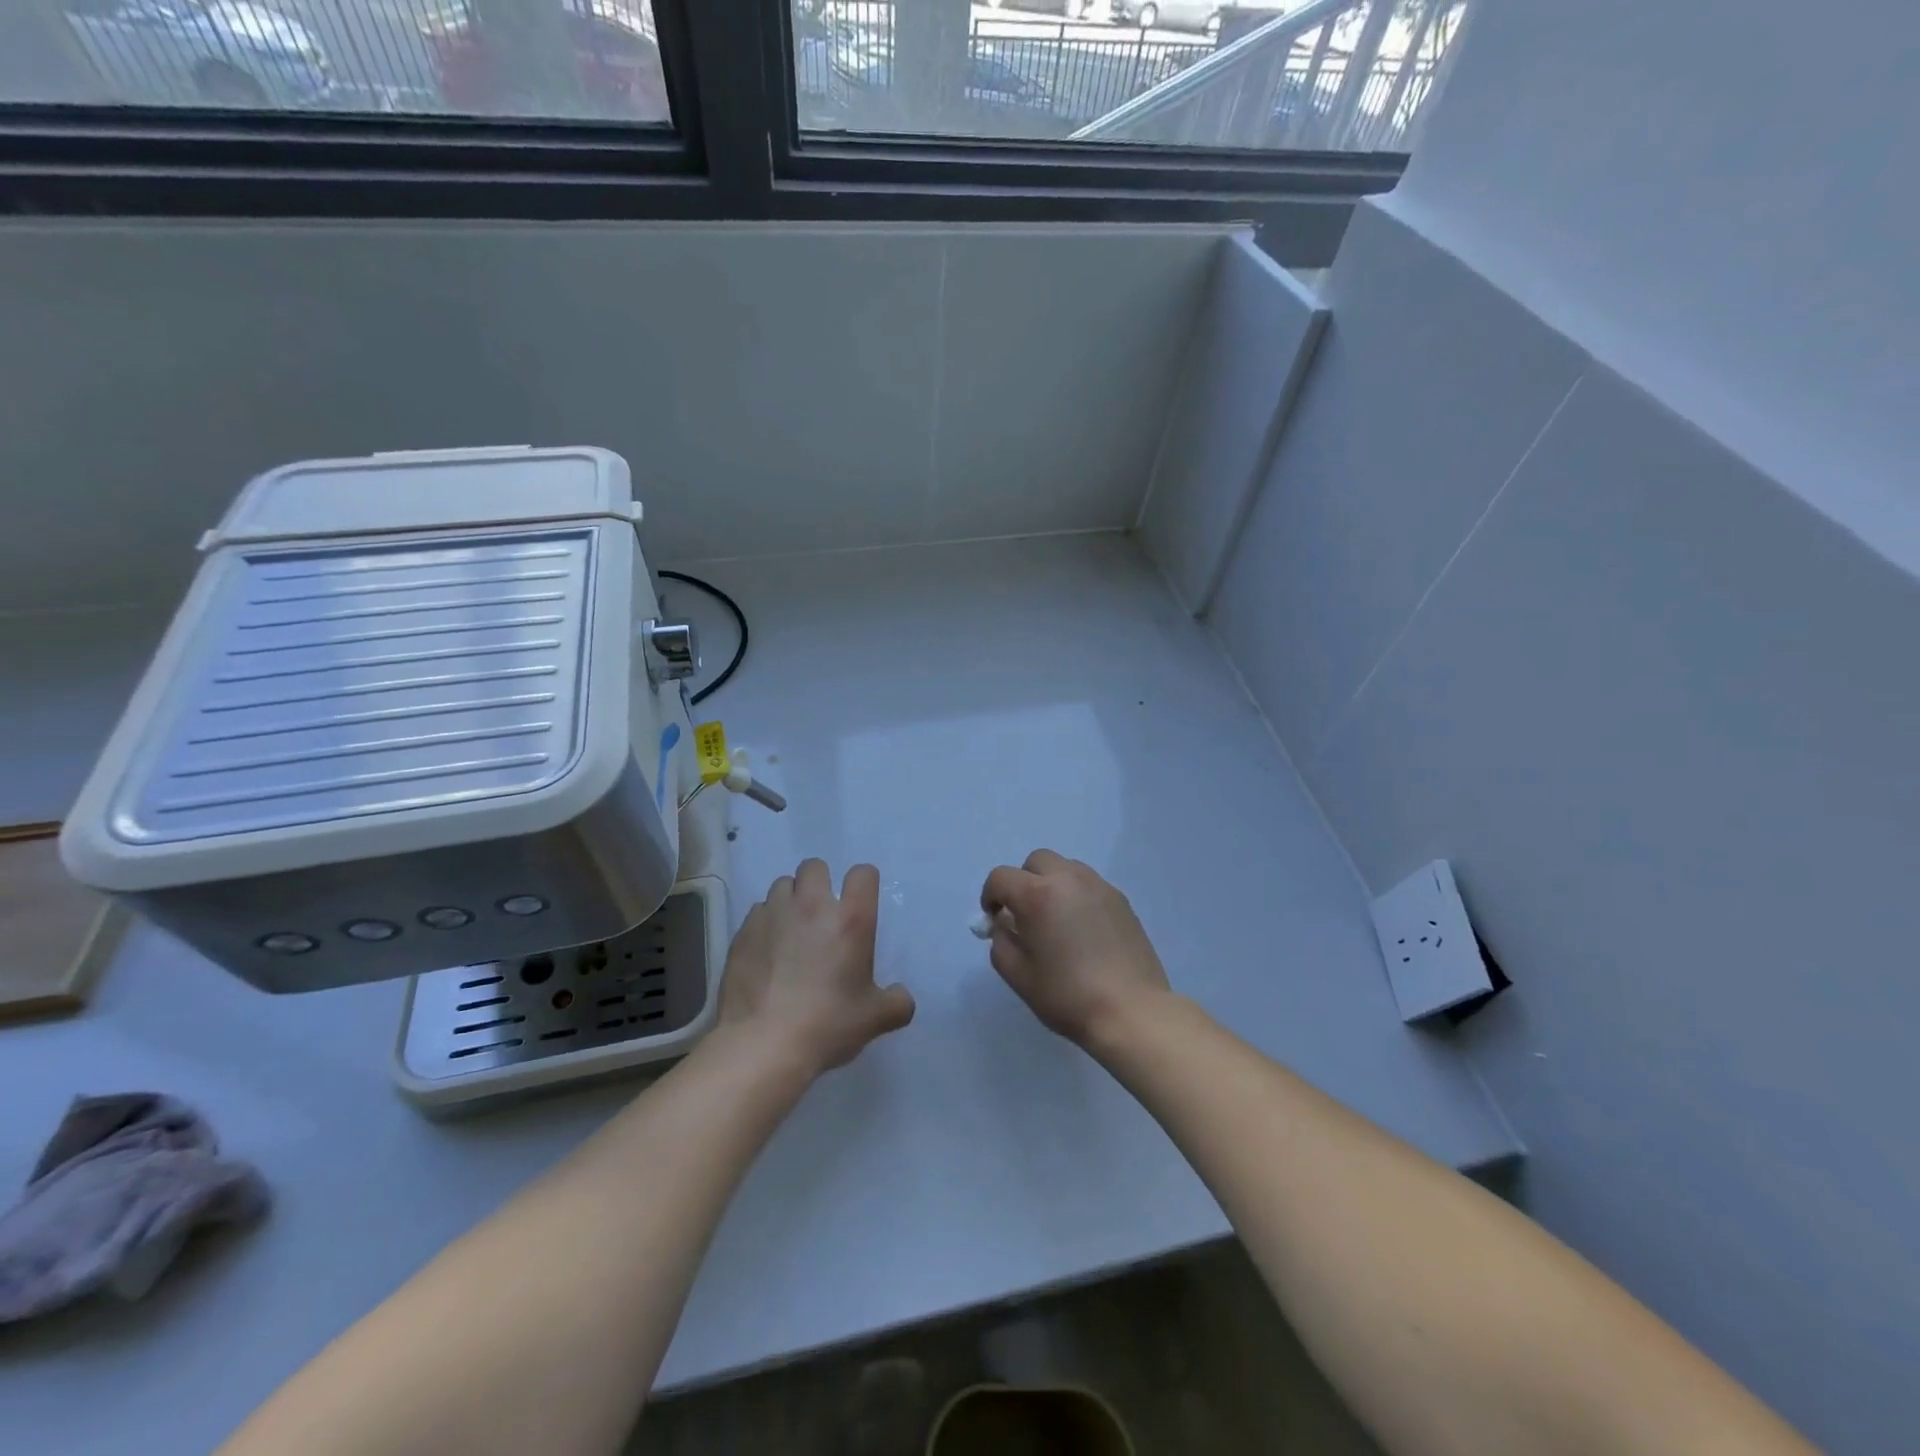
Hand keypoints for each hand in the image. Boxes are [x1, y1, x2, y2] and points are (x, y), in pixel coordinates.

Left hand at [718, 859, 915, 1077]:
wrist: (763, 1045)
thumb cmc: (827, 1025)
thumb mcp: (875, 1018)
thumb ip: (897, 1003)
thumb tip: (902, 998)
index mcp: (850, 919)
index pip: (863, 874)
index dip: (864, 884)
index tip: (860, 905)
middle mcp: (811, 905)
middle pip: (815, 866)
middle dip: (820, 884)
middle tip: (822, 916)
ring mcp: (773, 915)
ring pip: (782, 885)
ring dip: (790, 900)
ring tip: (791, 930)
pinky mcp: (743, 932)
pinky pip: (758, 912)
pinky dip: (766, 923)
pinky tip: (767, 951)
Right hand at [979, 850, 1170, 1046]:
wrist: (1130, 1011)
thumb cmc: (1067, 995)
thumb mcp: (1018, 975)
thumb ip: (1001, 942)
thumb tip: (1005, 925)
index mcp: (1037, 895)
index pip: (1000, 877)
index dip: (990, 896)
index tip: (994, 920)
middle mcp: (1068, 879)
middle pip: (1036, 862)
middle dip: (1023, 882)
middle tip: (1025, 915)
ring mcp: (1099, 886)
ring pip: (1065, 867)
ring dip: (1052, 884)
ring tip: (1056, 920)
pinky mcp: (1121, 899)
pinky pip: (1089, 884)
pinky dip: (1076, 895)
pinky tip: (1083, 929)